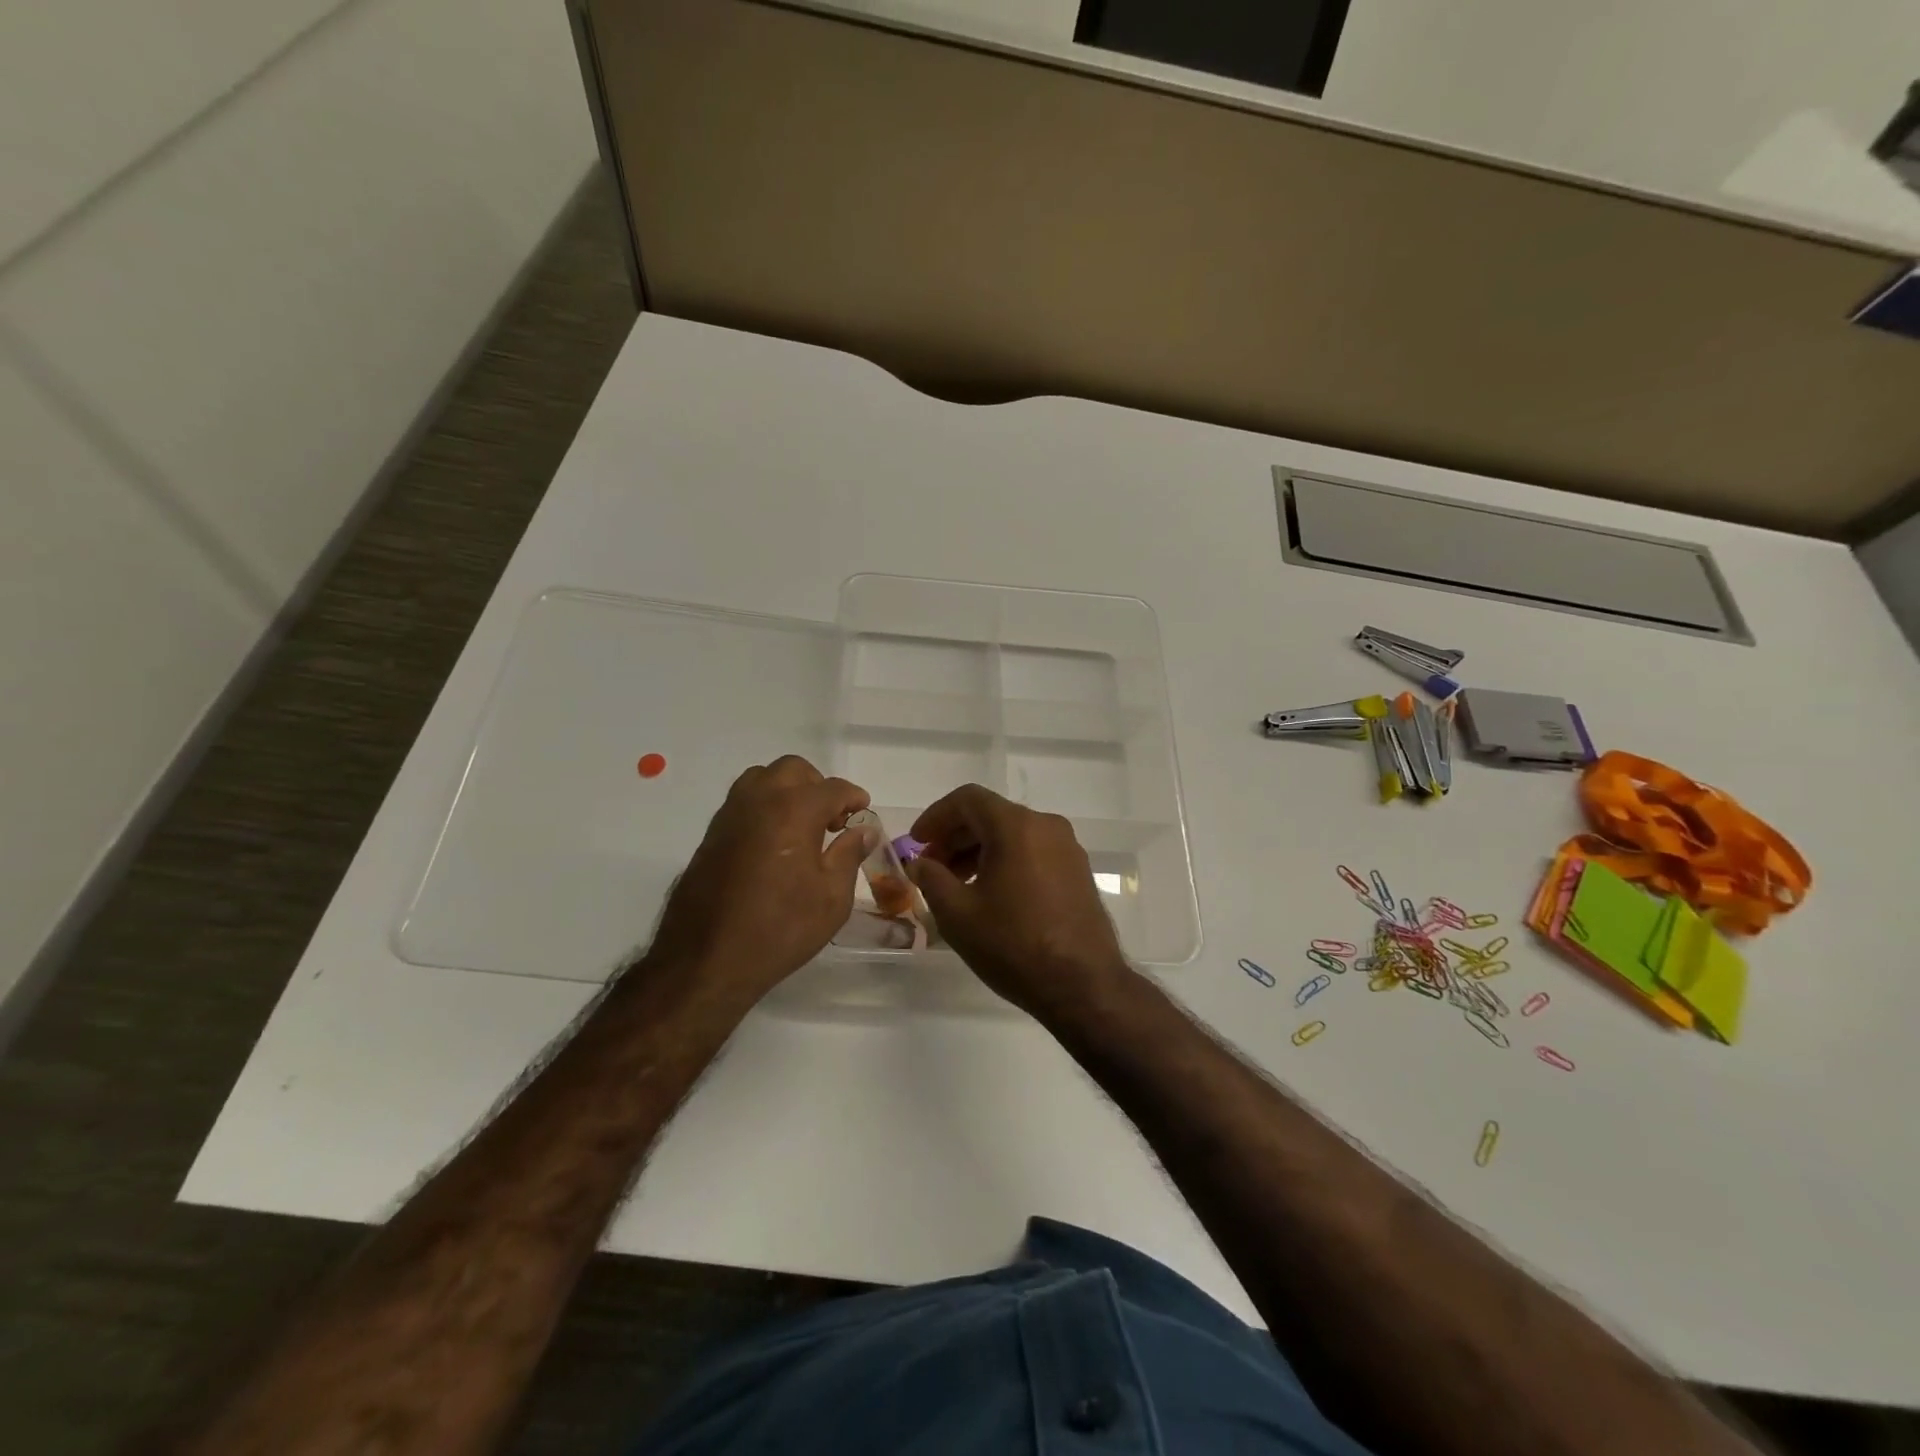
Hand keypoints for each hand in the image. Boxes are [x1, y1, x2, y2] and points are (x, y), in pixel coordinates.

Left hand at [648, 756, 874, 1002]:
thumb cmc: (780, 929)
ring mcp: (730, 814)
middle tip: (832, 819)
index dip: (854, 798)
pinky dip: (764, 807)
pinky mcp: (711, 834)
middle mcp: (759, 800)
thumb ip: (849, 855)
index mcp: (794, 810)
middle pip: (793, 770)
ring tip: (801, 826)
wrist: (706, 960)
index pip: (833, 788)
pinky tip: (774, 843)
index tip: (863, 814)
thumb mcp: (831, 898)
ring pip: (762, 778)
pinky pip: (743, 802)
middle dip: (818, 786)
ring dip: (787, 790)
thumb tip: (863, 830)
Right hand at [908, 785, 1132, 1017]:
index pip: (967, 799)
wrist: (1083, 986)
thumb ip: (931, 878)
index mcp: (1017, 826)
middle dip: (955, 836)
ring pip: (1013, 834)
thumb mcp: (958, 914)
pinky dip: (1005, 861)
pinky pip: (1033, 852)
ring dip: (979, 851)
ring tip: (956, 885)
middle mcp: (1046, 826)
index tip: (916, 843)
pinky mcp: (1078, 872)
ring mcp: (1068, 848)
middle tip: (930, 867)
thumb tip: (919, 863)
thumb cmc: (1013, 945)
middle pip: (991, 815)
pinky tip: (990, 895)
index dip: (935, 816)